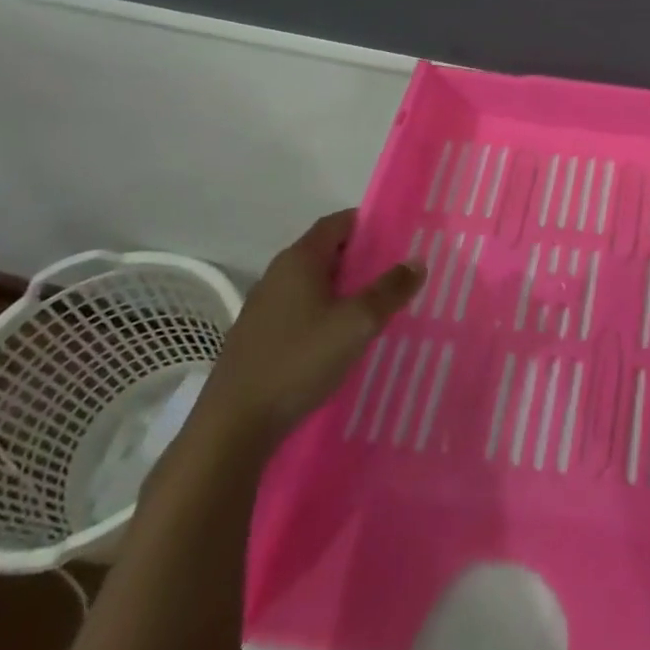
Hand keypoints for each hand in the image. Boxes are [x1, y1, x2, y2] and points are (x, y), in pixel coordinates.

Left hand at [197, 210, 424, 446]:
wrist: (233, 427)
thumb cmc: (299, 361)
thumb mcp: (357, 324)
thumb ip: (390, 290)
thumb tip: (416, 261)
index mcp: (299, 260)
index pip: (337, 222)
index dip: (368, 224)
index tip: (398, 236)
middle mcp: (277, 274)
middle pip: (325, 251)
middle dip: (360, 257)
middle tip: (395, 272)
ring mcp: (263, 307)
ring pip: (312, 283)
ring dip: (342, 288)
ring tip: (375, 305)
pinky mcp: (257, 337)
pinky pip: (299, 309)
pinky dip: (323, 312)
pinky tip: (340, 338)